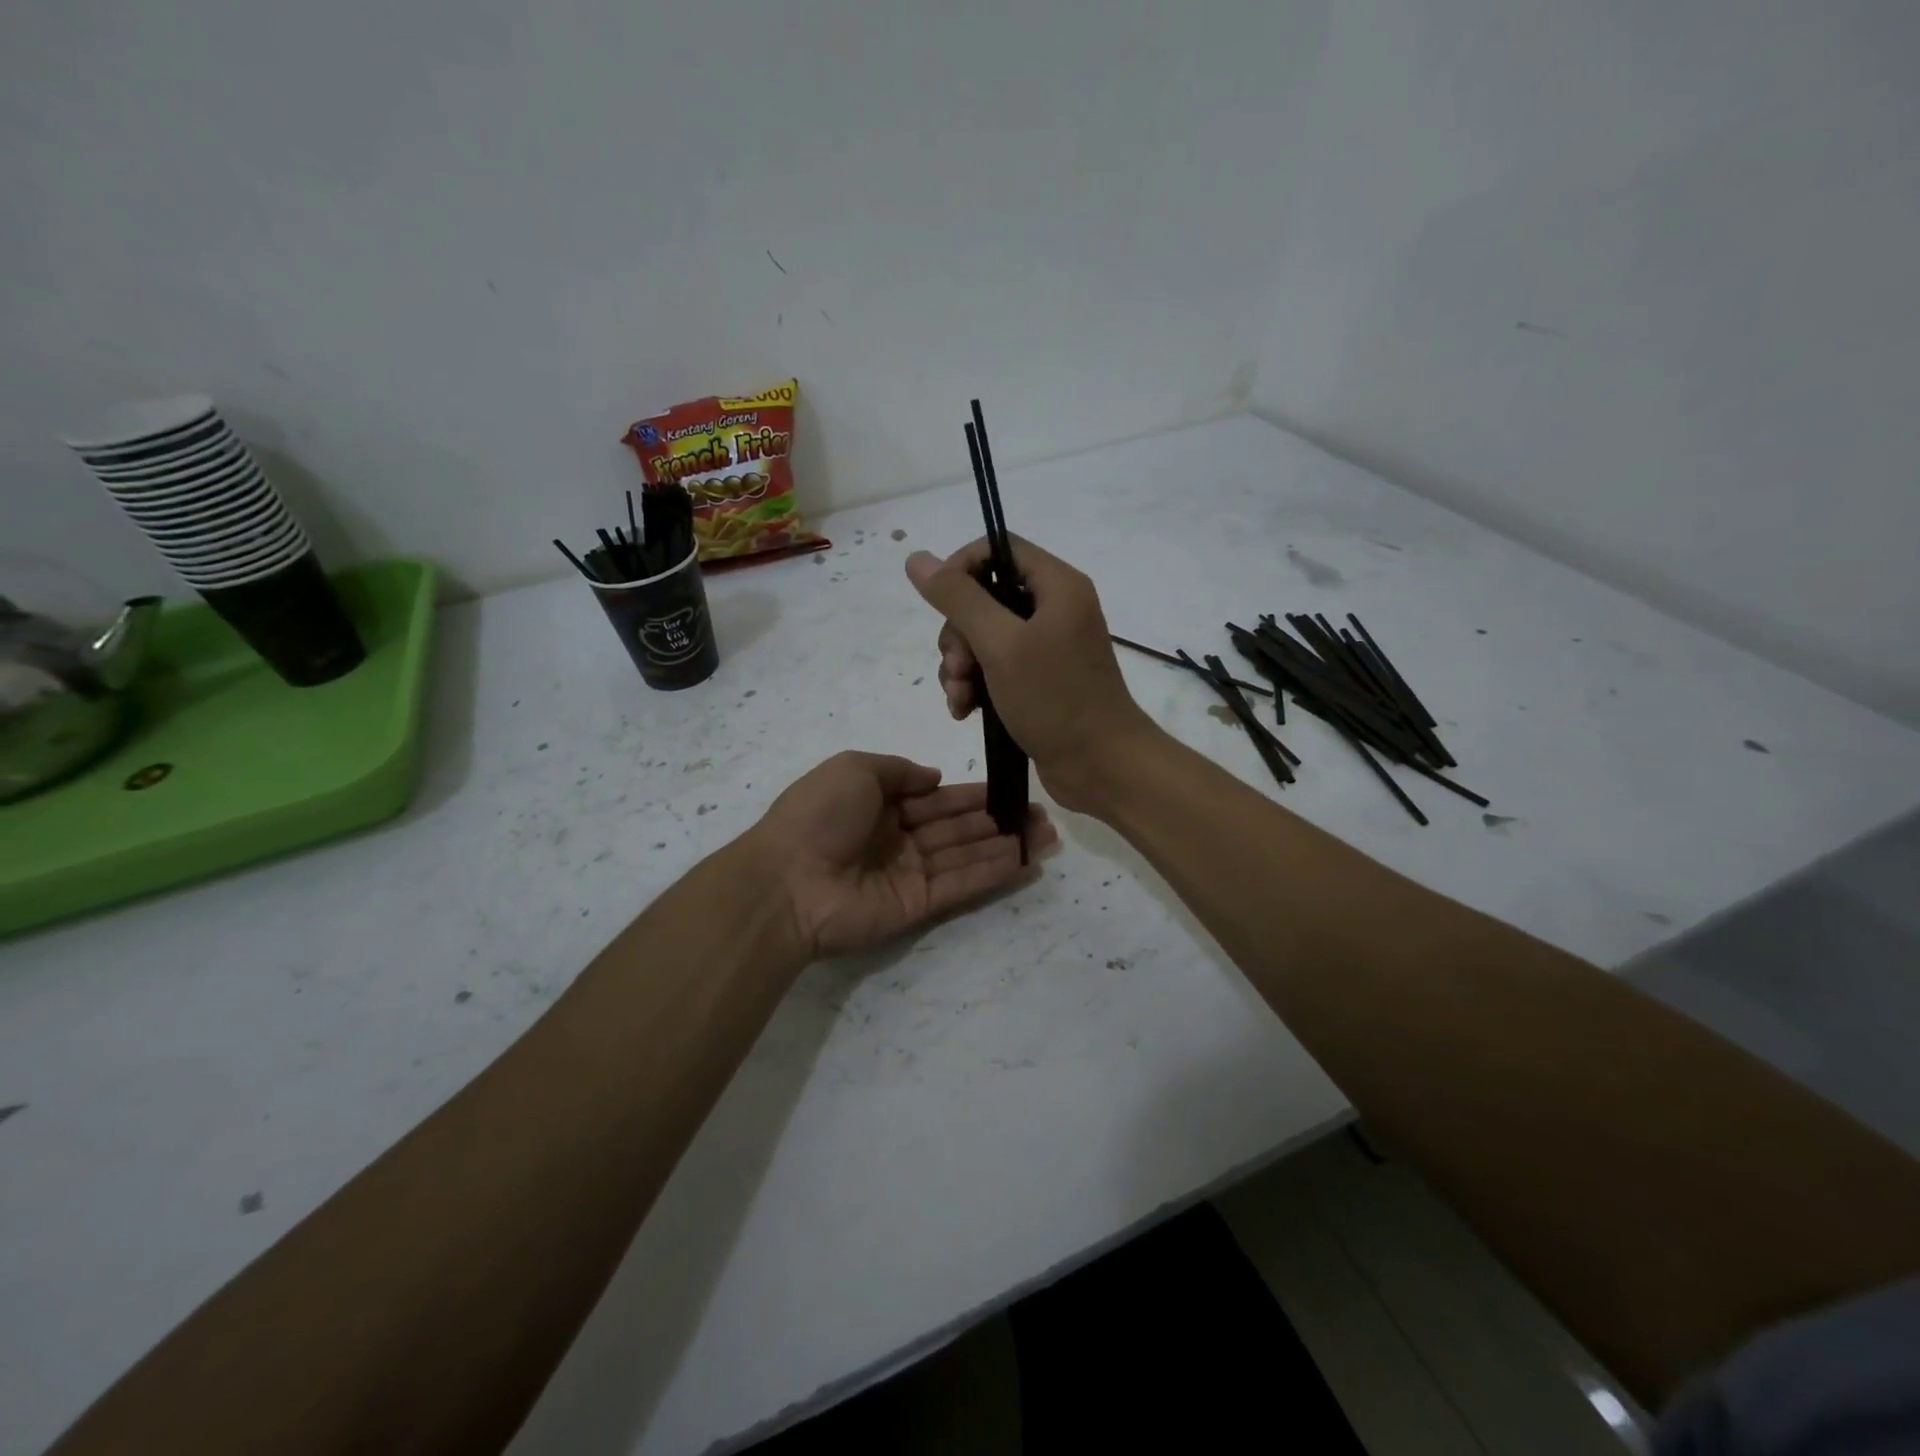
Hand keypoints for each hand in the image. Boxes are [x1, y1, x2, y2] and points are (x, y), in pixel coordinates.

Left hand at [752, 751, 1056, 958]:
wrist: (787, 881)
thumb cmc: (819, 814)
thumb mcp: (855, 768)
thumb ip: (899, 770)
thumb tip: (935, 777)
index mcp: (880, 804)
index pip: (937, 798)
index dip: (972, 794)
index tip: (1010, 788)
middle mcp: (898, 838)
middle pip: (957, 827)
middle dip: (998, 819)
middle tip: (1042, 814)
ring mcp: (908, 873)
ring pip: (966, 854)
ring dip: (1005, 845)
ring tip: (1047, 835)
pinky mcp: (917, 905)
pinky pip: (961, 884)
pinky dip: (993, 872)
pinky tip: (1025, 860)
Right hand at [905, 537, 1158, 811]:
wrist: (1101, 766)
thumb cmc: (1055, 699)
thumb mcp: (1001, 645)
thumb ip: (959, 599)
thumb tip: (917, 559)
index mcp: (1057, 586)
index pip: (998, 548)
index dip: (961, 568)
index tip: (938, 603)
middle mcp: (1053, 609)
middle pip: (984, 597)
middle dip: (958, 634)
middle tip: (959, 669)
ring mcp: (1046, 647)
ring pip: (983, 637)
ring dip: (960, 666)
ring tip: (960, 698)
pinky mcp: (1038, 681)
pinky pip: (993, 668)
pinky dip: (974, 685)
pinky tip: (964, 711)